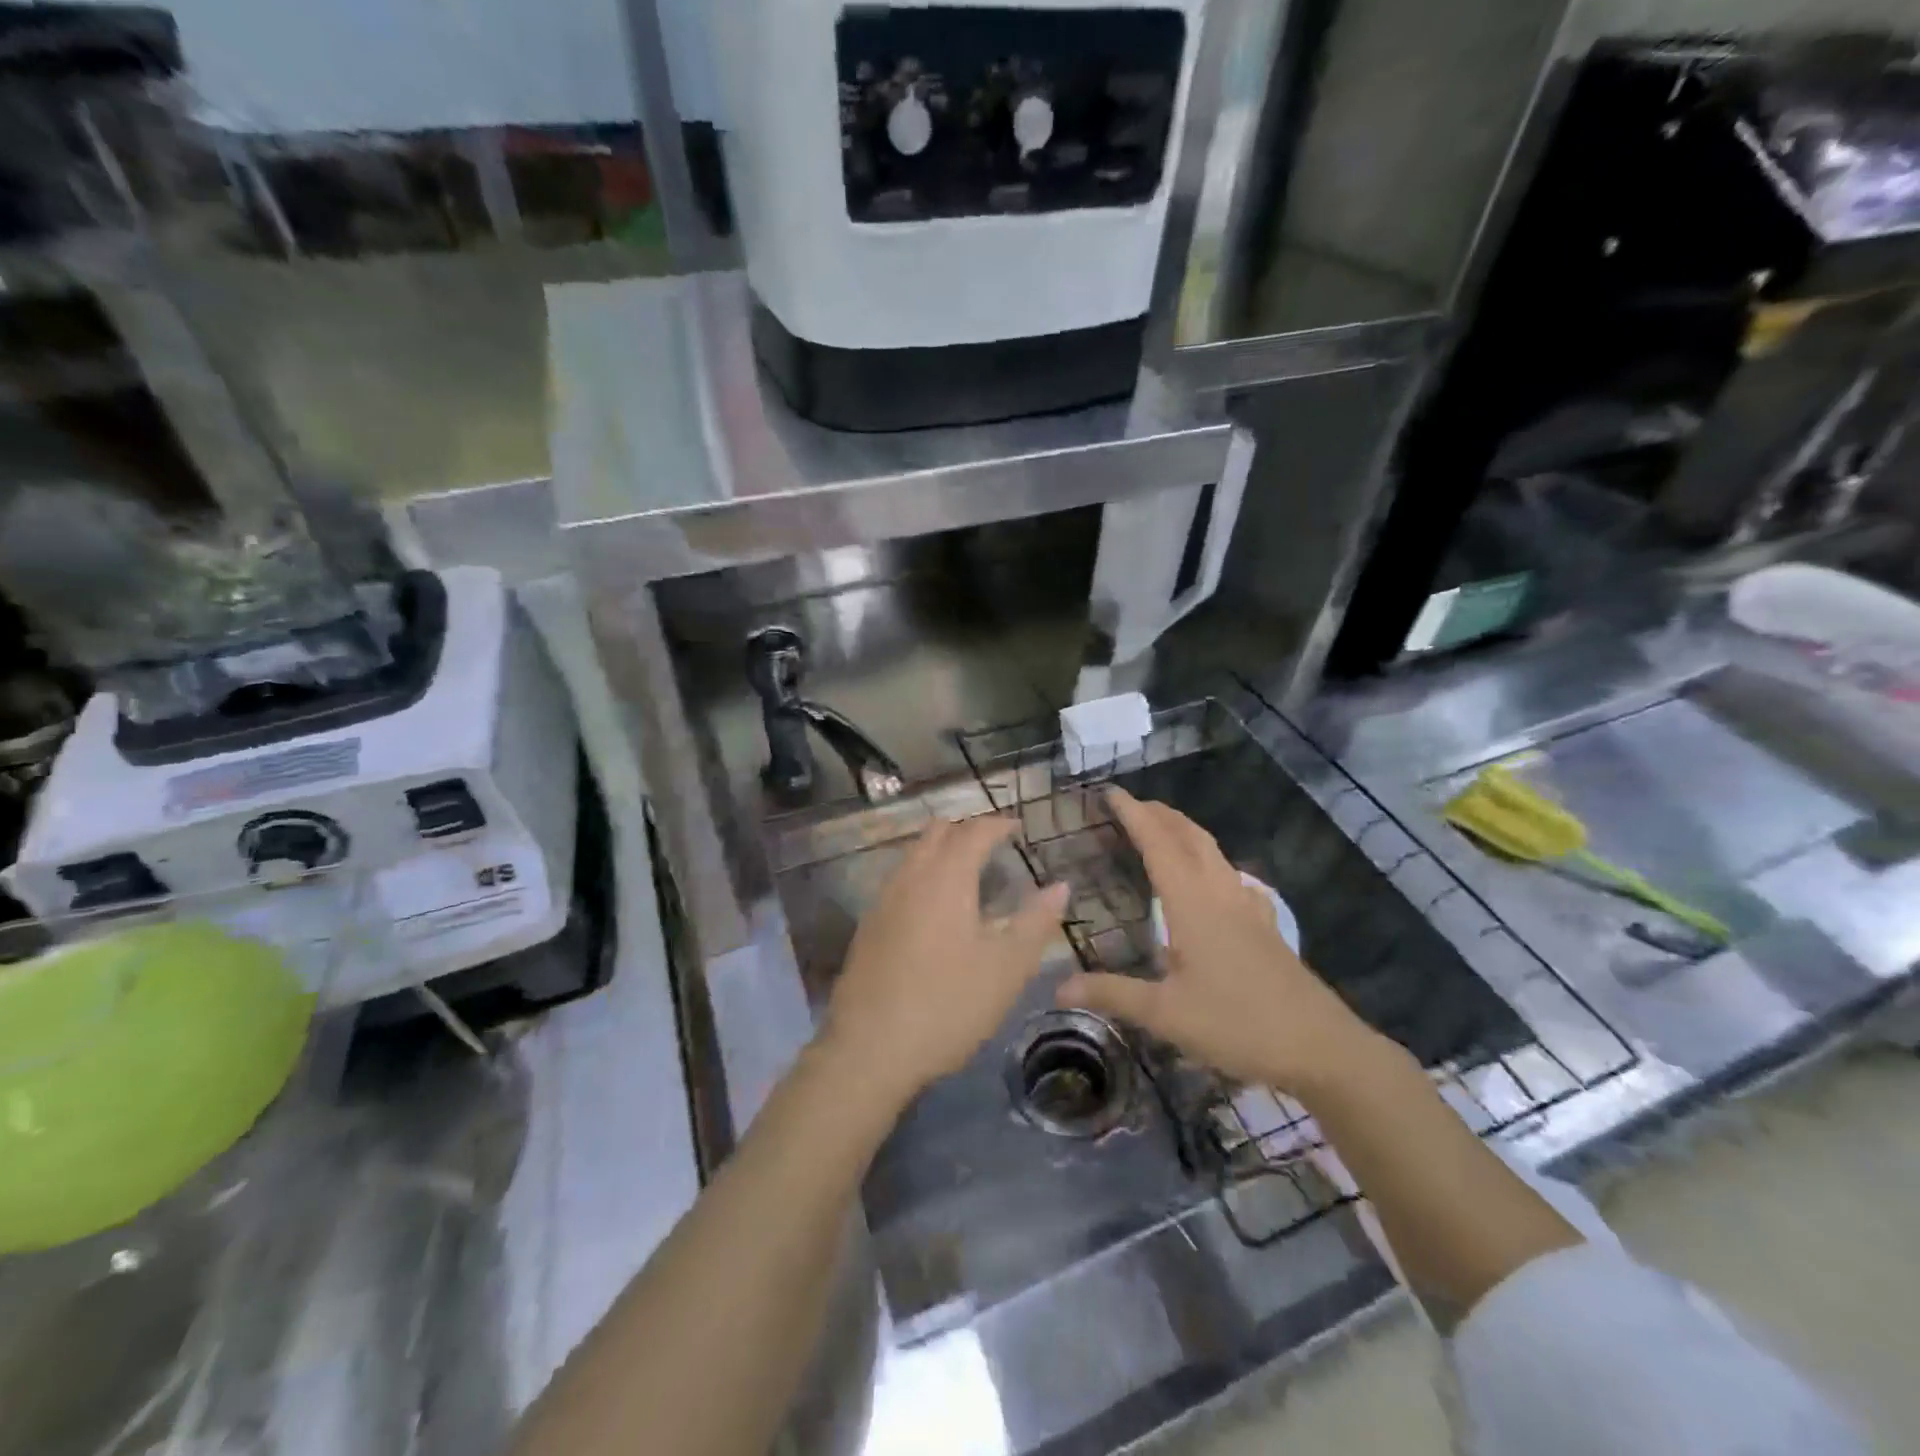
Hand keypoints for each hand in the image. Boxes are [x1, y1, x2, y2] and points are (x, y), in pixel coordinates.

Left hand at [820, 815, 1069, 1107]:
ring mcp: (883, 901)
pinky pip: (900, 881)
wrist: (869, 1050)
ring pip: (913, 855)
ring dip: (941, 851)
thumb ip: (1036, 921)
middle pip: (937, 833)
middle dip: (966, 830)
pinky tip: (935, 910)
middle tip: (994, 845)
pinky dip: (923, 876)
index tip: (1017, 827)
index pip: (974, 832)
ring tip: (968, 874)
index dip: (997, 824)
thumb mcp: (1007, 968)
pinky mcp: (868, 926)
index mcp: (946, 878)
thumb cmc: (948, 1005)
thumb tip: (1061, 886)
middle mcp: (910, 877)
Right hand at [1057, 786, 1386, 1097]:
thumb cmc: (1239, 1025)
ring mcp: (1249, 908)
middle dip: (1161, 814)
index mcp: (1192, 905)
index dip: (1134, 815)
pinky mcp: (1265, 927)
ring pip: (1214, 853)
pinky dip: (1212, 861)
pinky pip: (1233, 877)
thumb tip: (1058, 987)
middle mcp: (1221, 895)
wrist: (1321, 1048)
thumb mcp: (1166, 1015)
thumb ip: (1112, 994)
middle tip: (1132, 804)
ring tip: (1163, 829)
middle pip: (1190, 838)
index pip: (1158, 845)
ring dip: (1185, 832)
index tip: (1111, 792)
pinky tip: (1215, 880)